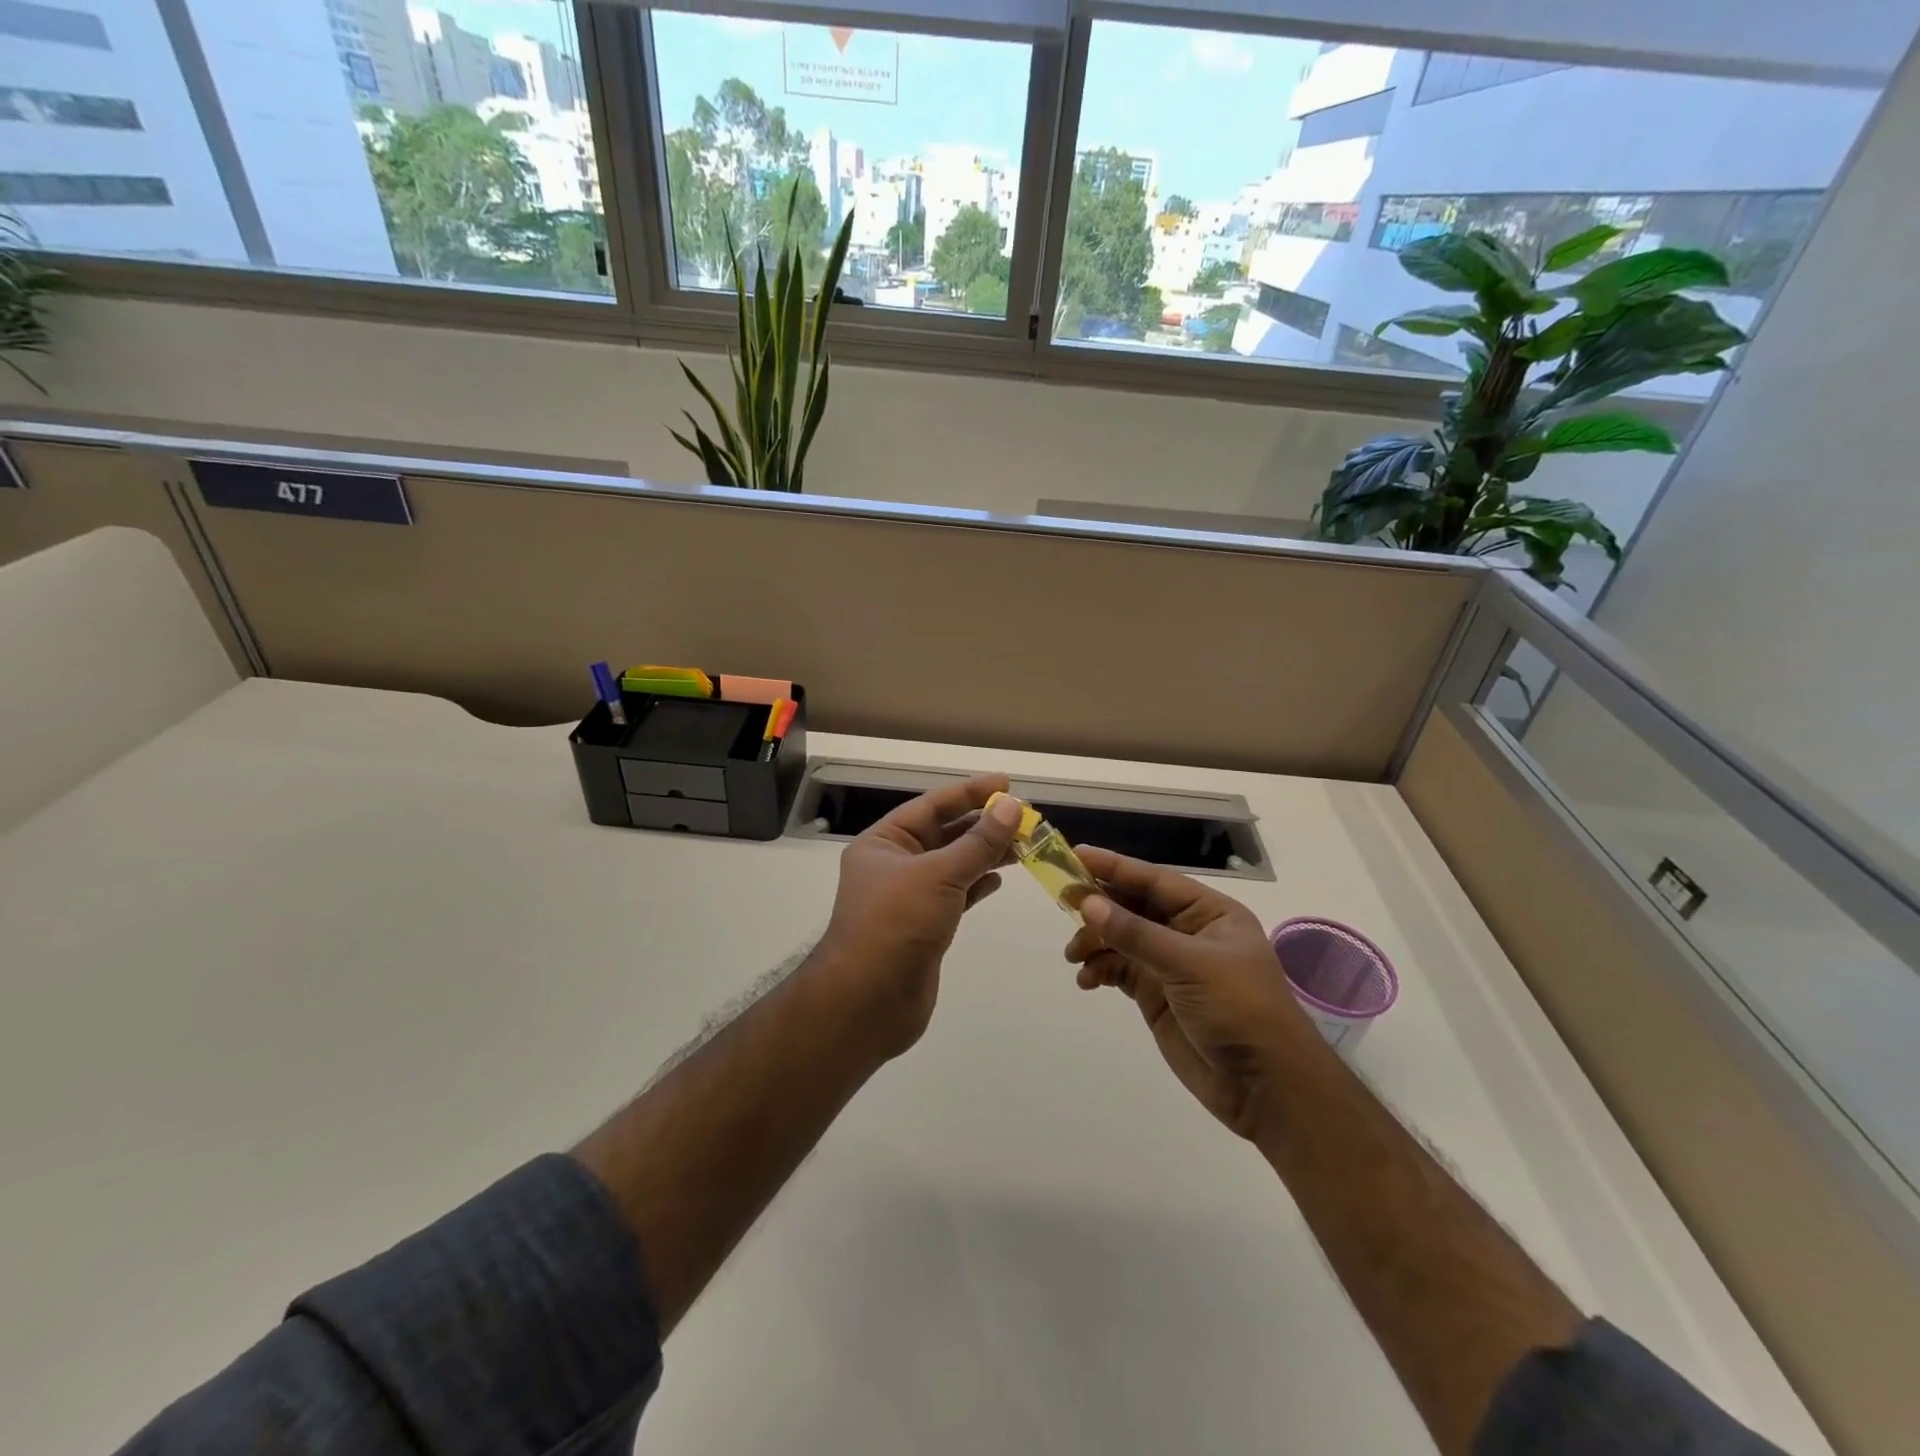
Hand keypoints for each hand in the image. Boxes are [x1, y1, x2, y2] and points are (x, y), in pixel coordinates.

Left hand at [814, 773, 1022, 1060]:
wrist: (867, 1002)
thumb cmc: (896, 925)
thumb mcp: (939, 875)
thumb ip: (978, 842)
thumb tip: (1012, 807)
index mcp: (884, 842)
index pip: (931, 806)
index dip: (970, 793)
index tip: (1007, 784)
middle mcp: (893, 865)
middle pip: (943, 834)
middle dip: (982, 825)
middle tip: (1025, 817)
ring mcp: (908, 898)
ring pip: (953, 865)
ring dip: (985, 853)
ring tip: (1024, 844)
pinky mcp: (924, 927)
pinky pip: (955, 894)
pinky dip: (977, 884)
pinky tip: (999, 878)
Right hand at [1065, 848, 1322, 1139]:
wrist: (1266, 1088)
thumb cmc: (1239, 1009)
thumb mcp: (1189, 965)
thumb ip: (1136, 934)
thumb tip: (1087, 903)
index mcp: (1209, 912)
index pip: (1153, 880)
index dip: (1114, 867)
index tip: (1074, 856)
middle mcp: (1188, 932)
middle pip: (1133, 906)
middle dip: (1098, 905)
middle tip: (1061, 902)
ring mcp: (1171, 964)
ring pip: (1122, 938)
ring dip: (1095, 942)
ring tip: (1074, 956)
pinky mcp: (1157, 995)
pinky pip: (1120, 970)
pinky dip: (1100, 971)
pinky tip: (1087, 981)